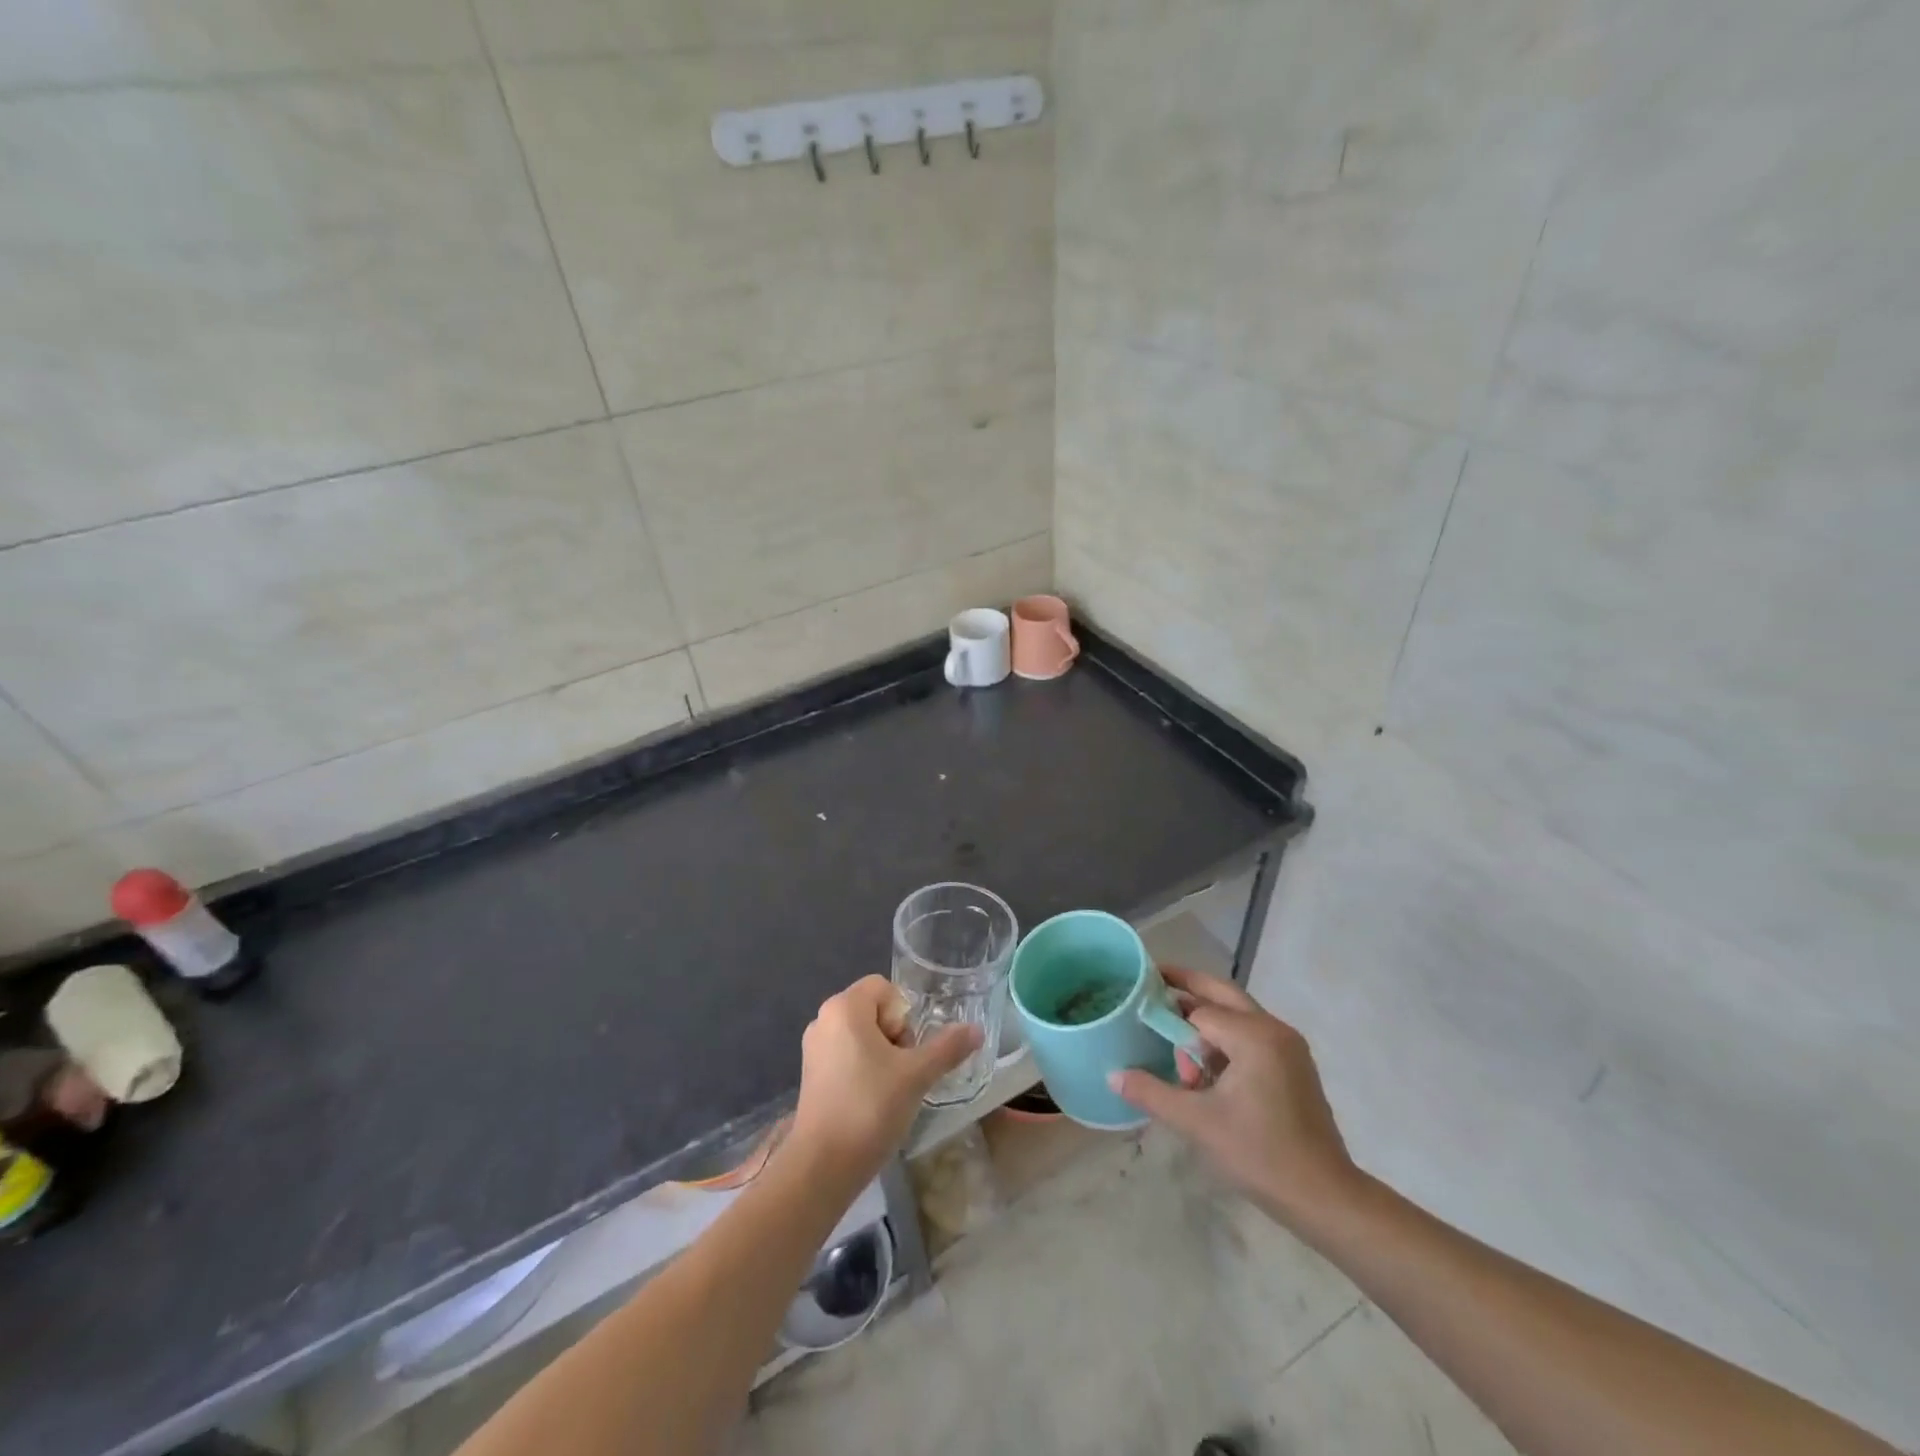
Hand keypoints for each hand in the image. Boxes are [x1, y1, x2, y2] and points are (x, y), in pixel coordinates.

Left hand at [789, 977, 981, 1184]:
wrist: (822, 1166)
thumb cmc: (869, 1107)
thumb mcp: (916, 1075)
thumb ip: (948, 1047)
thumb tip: (977, 1030)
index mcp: (844, 1007)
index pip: (885, 987)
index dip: (904, 1014)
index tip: (908, 1049)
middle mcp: (824, 1019)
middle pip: (873, 1009)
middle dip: (896, 1035)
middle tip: (903, 1070)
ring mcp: (814, 1048)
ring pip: (861, 1035)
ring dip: (882, 1054)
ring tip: (890, 1089)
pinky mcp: (811, 1074)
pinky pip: (846, 1055)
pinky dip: (863, 1069)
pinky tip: (871, 1101)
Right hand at [1111, 968, 1360, 1230]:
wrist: (1326, 1198)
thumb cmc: (1260, 1155)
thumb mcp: (1197, 1123)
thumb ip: (1152, 1092)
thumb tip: (1113, 1075)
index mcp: (1253, 1035)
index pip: (1197, 1011)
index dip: (1167, 1017)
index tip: (1138, 1013)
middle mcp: (1274, 1029)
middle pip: (1221, 993)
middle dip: (1186, 988)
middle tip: (1151, 986)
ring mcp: (1288, 1046)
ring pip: (1237, 1014)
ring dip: (1205, 1020)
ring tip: (1174, 1043)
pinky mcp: (1293, 1064)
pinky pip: (1250, 1035)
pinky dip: (1224, 1039)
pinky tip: (1205, 1067)